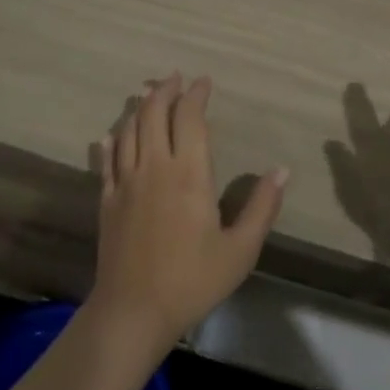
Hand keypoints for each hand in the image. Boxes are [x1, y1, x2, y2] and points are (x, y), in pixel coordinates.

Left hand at [91, 73, 287, 349]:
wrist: (133, 312)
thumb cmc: (192, 280)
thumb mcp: (240, 249)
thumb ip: (262, 207)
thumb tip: (282, 170)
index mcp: (189, 173)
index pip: (189, 117)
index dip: (196, 95)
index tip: (203, 82)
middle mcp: (155, 166)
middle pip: (153, 113)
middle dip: (165, 90)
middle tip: (174, 78)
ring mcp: (126, 182)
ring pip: (129, 130)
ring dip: (139, 107)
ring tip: (148, 94)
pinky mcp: (107, 200)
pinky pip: (108, 159)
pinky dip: (113, 141)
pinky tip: (113, 135)